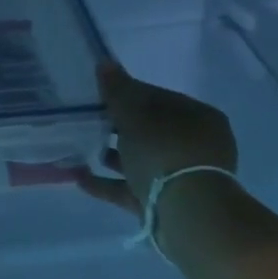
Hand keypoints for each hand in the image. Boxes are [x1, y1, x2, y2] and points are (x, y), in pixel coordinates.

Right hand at [78, 61, 238, 220]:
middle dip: (116, 127)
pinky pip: (131, 188)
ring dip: (110, 156)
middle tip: (86, 122)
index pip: (158, 98)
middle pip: (149, 130)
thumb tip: (104, 63)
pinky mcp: (165, 203)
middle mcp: (195, 145)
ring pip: (140, 160)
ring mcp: (182, 177)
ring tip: (78, 149)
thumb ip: (118, 92)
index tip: (98, 96)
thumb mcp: (135, 117)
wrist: (187, 215)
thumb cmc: (165, 154)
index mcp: (198, 118)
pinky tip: (79, 178)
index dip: (126, 94)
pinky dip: (107, 183)